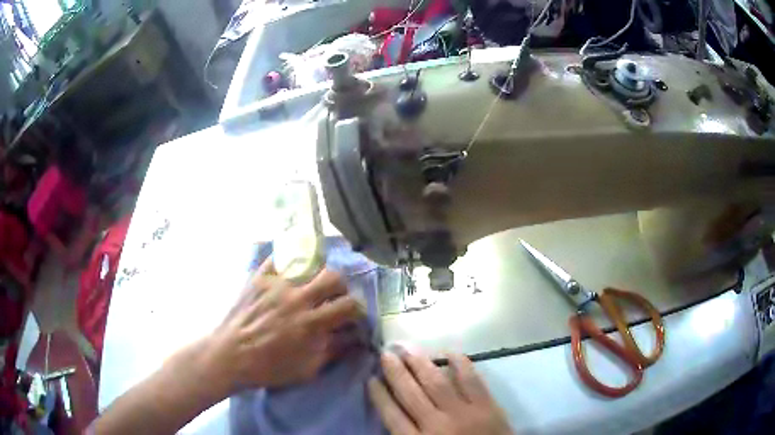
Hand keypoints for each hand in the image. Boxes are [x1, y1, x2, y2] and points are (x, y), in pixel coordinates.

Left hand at [202, 259, 362, 394]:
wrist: (231, 356)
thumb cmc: (269, 368)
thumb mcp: (307, 369)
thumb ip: (333, 350)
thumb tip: (355, 338)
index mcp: (311, 322)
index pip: (349, 305)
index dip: (357, 310)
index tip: (352, 316)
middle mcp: (297, 297)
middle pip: (334, 277)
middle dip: (341, 287)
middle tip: (333, 298)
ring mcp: (276, 283)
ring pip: (310, 263)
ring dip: (317, 274)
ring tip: (311, 284)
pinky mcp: (259, 277)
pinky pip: (279, 257)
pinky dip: (289, 260)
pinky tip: (290, 271)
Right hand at [368, 350, 512, 434]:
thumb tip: (393, 413)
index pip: (392, 416)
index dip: (380, 396)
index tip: (371, 379)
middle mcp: (437, 425)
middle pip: (411, 394)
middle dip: (396, 373)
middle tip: (386, 354)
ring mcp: (463, 413)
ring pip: (437, 383)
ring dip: (420, 364)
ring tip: (407, 348)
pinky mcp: (487, 406)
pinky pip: (471, 380)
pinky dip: (460, 364)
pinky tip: (448, 352)